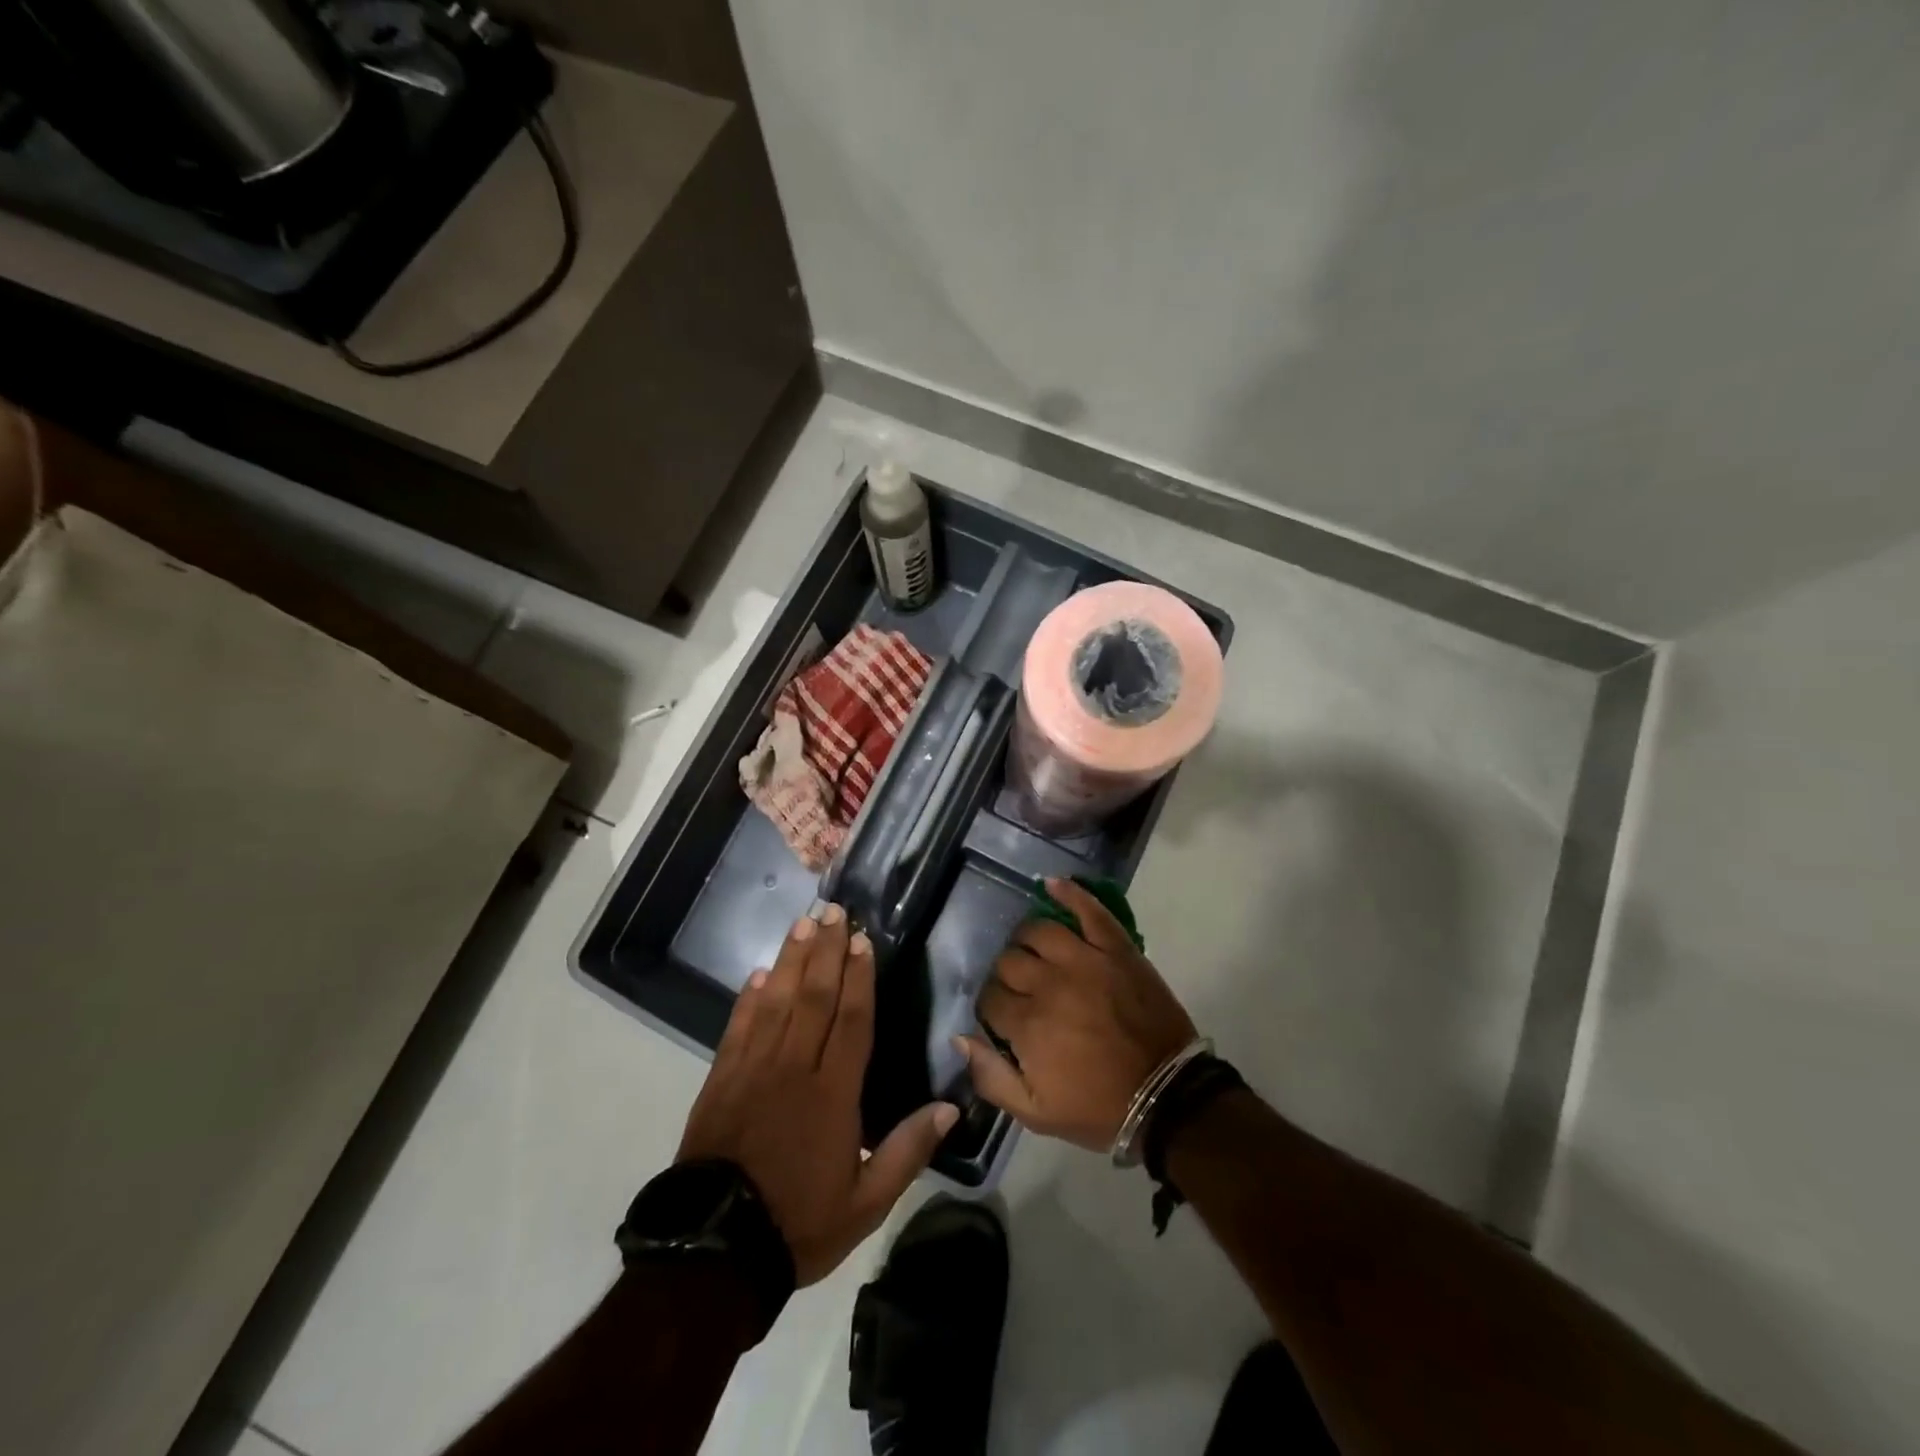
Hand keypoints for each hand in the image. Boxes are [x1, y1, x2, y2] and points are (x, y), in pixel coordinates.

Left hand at [678, 903, 958, 1285]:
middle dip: (826, 951)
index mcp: (832, 1093)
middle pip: (813, 997)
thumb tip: (950, 1108)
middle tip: (834, 911)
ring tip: (803, 924)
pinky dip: (749, 998)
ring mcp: (752, 1070)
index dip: (858, 977)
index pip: (850, 1021)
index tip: (862, 941)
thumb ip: (907, 1151)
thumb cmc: (798, 1223)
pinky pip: (738, 1027)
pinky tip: (759, 974)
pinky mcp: (720, 1080)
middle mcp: (793, 1068)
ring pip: (776, 1001)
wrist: (714, 1253)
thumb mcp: (866, 1203)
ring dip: (791, 960)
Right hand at [959, 878, 1197, 1151]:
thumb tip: (960, 1036)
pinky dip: (1070, 893)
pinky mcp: (1117, 949)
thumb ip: (991, 1077)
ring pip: (1038, 931)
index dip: (990, 1006)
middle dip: (1007, 975)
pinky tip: (1052, 884)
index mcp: (1028, 1025)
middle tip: (1021, 989)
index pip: (989, 997)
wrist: (1168, 1097)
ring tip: (1034, 951)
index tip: (1001, 1017)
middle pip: (1009, 961)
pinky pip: (1089, 911)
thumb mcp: (1037, 1113)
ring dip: (1027, 939)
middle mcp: (1050, 984)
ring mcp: (1086, 960)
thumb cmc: (1100, 1108)